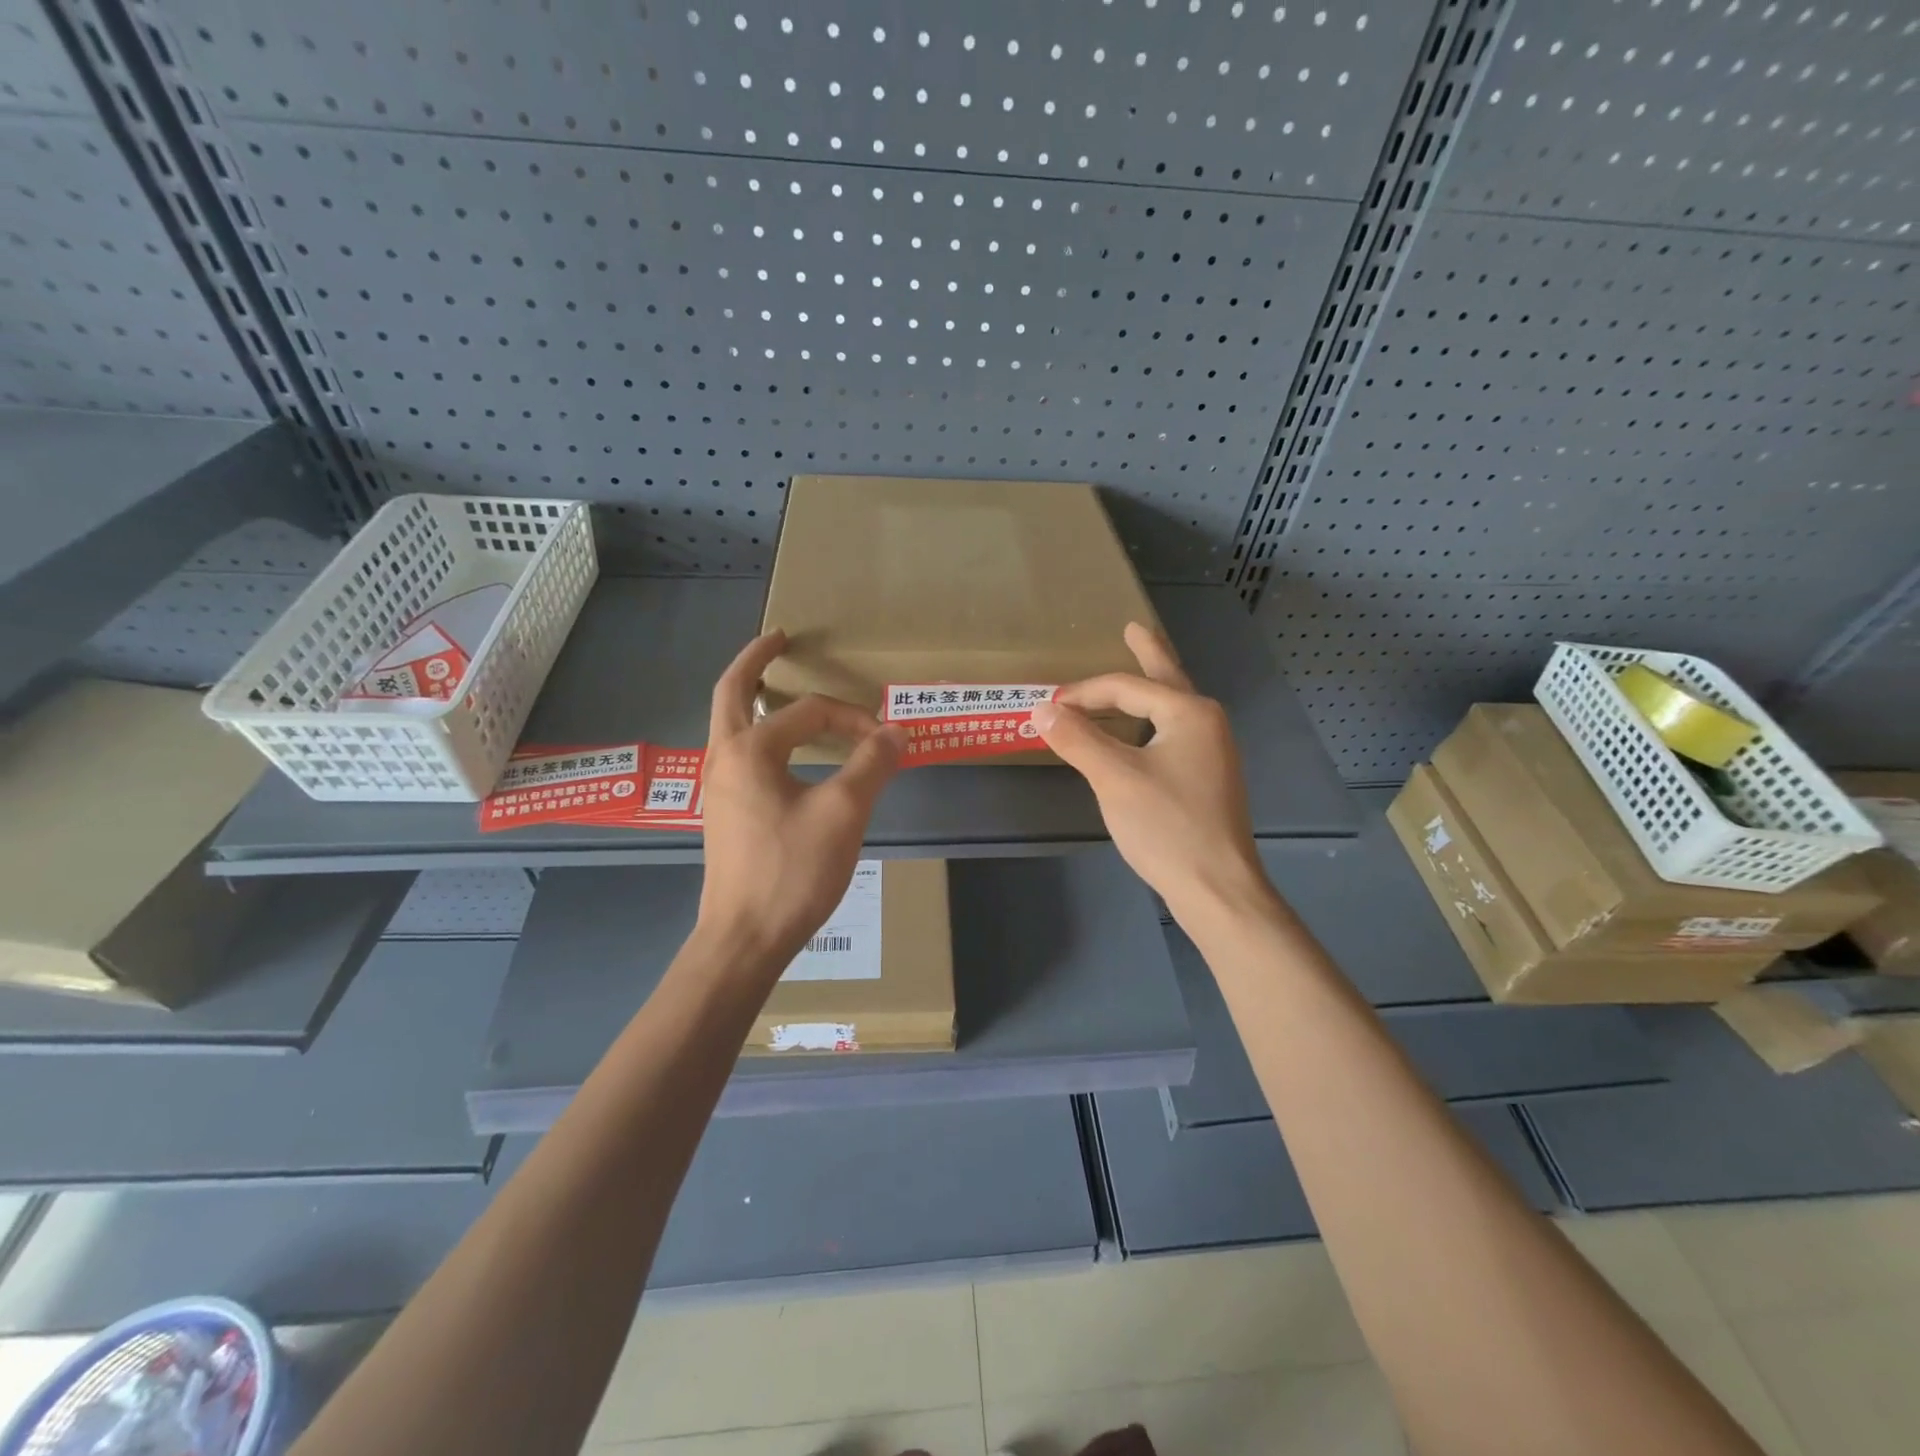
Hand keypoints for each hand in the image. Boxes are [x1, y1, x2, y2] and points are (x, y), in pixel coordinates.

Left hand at [696, 631, 905, 966]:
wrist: (745, 938)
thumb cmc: (792, 872)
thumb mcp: (844, 813)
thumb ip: (871, 764)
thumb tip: (897, 731)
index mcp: (750, 749)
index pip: (810, 712)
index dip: (853, 719)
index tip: (886, 741)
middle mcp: (724, 758)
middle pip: (734, 691)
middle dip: (756, 660)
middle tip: (780, 638)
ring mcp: (719, 786)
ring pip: (732, 723)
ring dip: (753, 696)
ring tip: (779, 683)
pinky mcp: (724, 811)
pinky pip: (739, 751)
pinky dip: (758, 731)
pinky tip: (783, 748)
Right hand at [1031, 622, 1269, 926]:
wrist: (1217, 888)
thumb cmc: (1166, 827)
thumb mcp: (1114, 778)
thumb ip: (1077, 739)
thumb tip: (1042, 709)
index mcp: (1189, 713)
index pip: (1127, 687)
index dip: (1084, 692)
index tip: (1048, 704)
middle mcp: (1207, 723)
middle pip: (1168, 679)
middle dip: (1149, 653)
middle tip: (1135, 628)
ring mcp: (1213, 752)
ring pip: (1173, 707)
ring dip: (1151, 688)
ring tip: (1140, 668)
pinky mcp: (1208, 778)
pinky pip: (1175, 732)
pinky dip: (1153, 719)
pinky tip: (1145, 730)